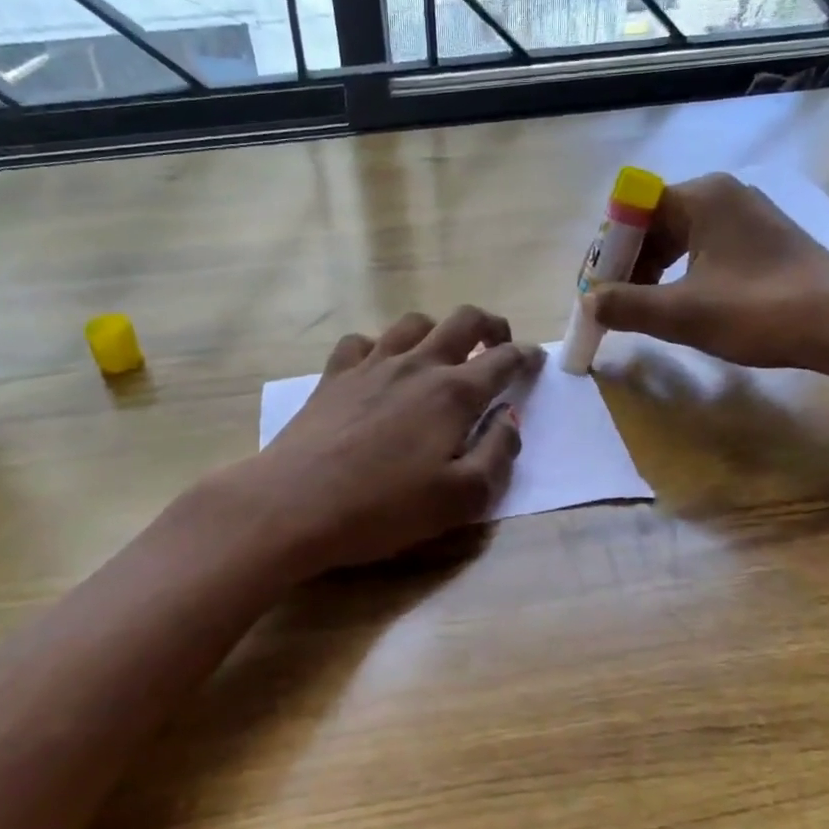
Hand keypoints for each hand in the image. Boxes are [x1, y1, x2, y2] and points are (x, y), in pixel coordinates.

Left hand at [227, 306, 542, 575]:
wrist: (293, 505)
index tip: (535, 360)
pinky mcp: (334, 375)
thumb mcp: (460, 499)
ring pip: (413, 322)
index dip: (525, 357)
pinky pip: (362, 341)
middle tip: (498, 343)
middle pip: (462, 320)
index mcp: (453, 393)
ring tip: (441, 352)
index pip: (502, 361)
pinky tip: (379, 366)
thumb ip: (497, 455)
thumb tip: (510, 419)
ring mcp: (371, 365)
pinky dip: (380, 345)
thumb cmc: (383, 508)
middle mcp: (416, 365)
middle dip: (490, 325)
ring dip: (437, 330)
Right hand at [588, 173, 828, 393]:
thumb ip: (626, 305)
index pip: (631, 212)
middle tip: (615, 305)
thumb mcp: (682, 314)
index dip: (607, 252)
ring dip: (654, 271)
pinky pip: (706, 247)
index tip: (596, 291)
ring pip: (680, 237)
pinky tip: (683, 303)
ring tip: (645, 309)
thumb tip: (589, 301)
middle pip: (654, 223)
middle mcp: (723, 193)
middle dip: (629, 264)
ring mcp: (747, 213)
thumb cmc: (759, 311)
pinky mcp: (764, 237)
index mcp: (701, 197)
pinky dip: (684, 272)